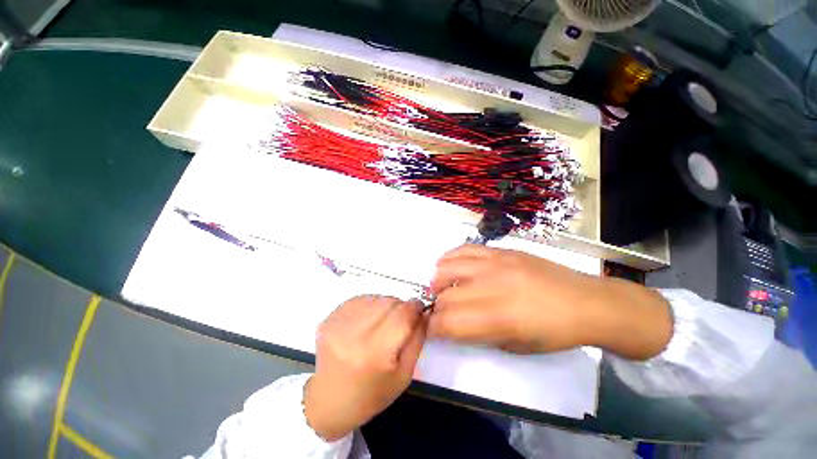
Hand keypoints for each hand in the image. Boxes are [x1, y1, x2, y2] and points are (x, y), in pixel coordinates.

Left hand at [304, 295, 426, 440]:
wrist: (327, 402)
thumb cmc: (370, 395)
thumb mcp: (403, 375)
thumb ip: (417, 340)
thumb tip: (424, 313)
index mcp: (375, 353)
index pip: (402, 314)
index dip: (415, 307)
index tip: (419, 309)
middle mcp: (355, 333)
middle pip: (389, 302)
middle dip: (401, 307)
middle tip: (400, 322)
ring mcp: (339, 323)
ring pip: (376, 297)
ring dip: (385, 305)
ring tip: (381, 324)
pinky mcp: (329, 317)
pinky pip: (360, 299)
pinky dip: (370, 305)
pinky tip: (367, 322)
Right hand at [429, 245, 671, 358]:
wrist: (585, 301)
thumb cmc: (555, 333)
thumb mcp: (516, 347)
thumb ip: (478, 334)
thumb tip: (453, 325)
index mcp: (500, 318)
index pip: (449, 322)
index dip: (433, 327)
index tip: (430, 329)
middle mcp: (493, 286)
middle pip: (446, 296)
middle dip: (436, 307)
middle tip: (439, 311)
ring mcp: (496, 263)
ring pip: (448, 267)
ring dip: (438, 281)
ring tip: (441, 288)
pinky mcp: (501, 251)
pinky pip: (464, 249)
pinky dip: (449, 258)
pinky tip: (447, 265)